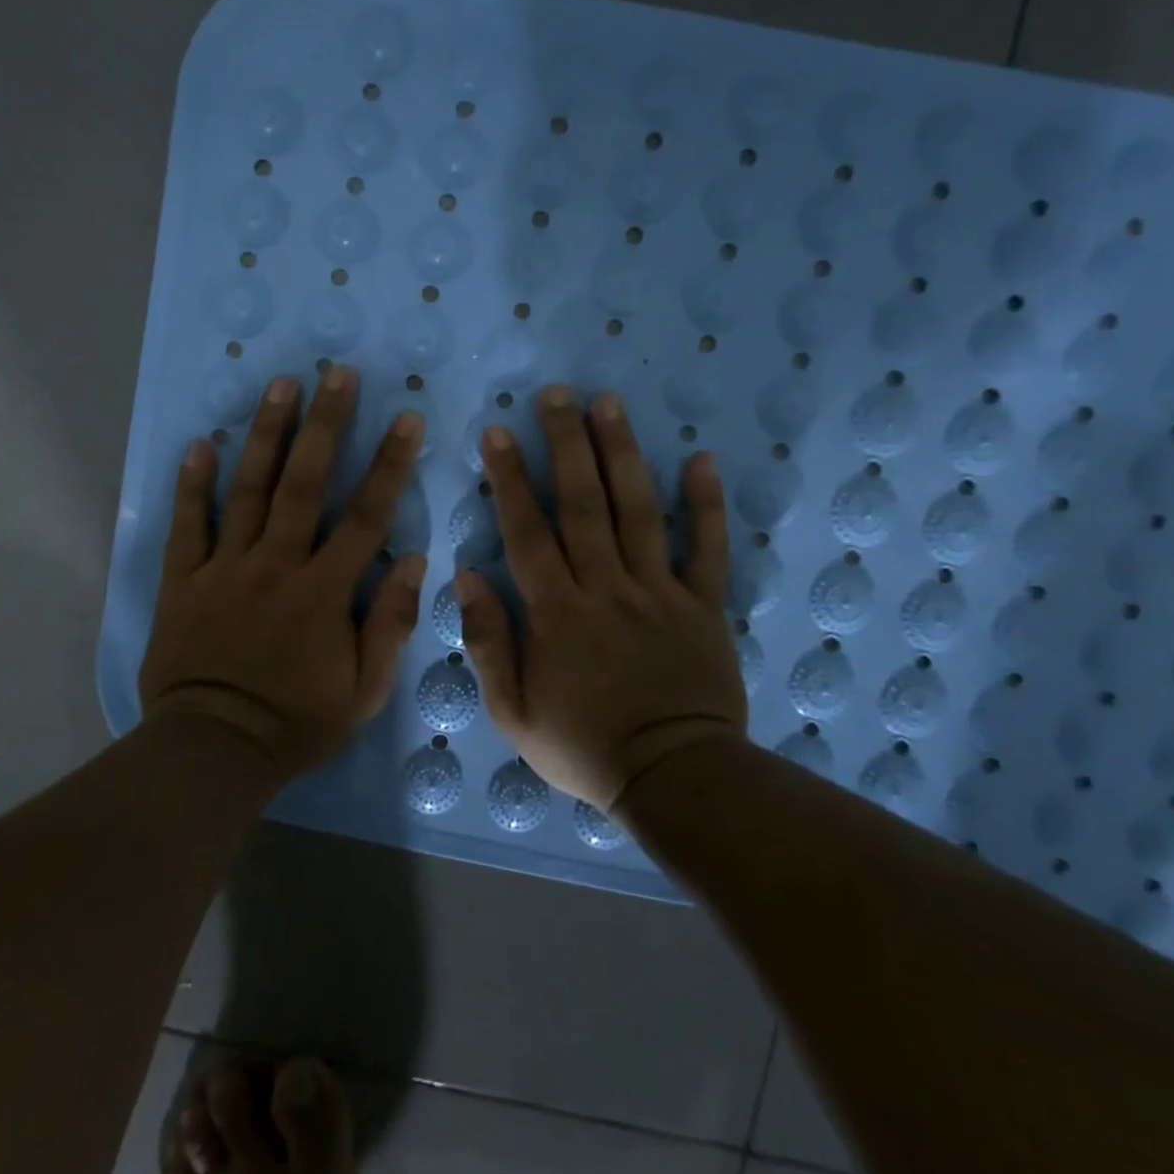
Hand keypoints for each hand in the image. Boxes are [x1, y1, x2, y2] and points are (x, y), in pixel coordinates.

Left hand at [138, 367, 426, 780]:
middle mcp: (276, 566)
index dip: (390, 465)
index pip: (366, 517)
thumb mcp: (365, 690)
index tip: (407, 420)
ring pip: (247, 490)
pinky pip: (188, 526)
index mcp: (323, 591)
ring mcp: (225, 569)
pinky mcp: (184, 581)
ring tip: (280, 386)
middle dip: (326, 425)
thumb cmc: (297, 722)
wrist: (212, 751)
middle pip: (304, 484)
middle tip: (337, 374)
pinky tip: (199, 444)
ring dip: (265, 435)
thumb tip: (414, 560)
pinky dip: (192, 485)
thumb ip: (390, 623)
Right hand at [457, 387, 746, 810]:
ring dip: (621, 455)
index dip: (510, 479)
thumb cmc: (584, 748)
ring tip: (609, 404)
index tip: (498, 432)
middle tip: (556, 394)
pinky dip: (706, 505)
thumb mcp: (513, 713)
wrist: (674, 778)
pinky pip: (707, 549)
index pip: (527, 532)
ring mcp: (659, 592)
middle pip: (582, 504)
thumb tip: (466, 577)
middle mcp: (606, 588)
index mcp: (557, 613)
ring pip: (637, 511)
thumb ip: (488, 643)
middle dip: (566, 444)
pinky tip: (700, 459)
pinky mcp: (703, 604)